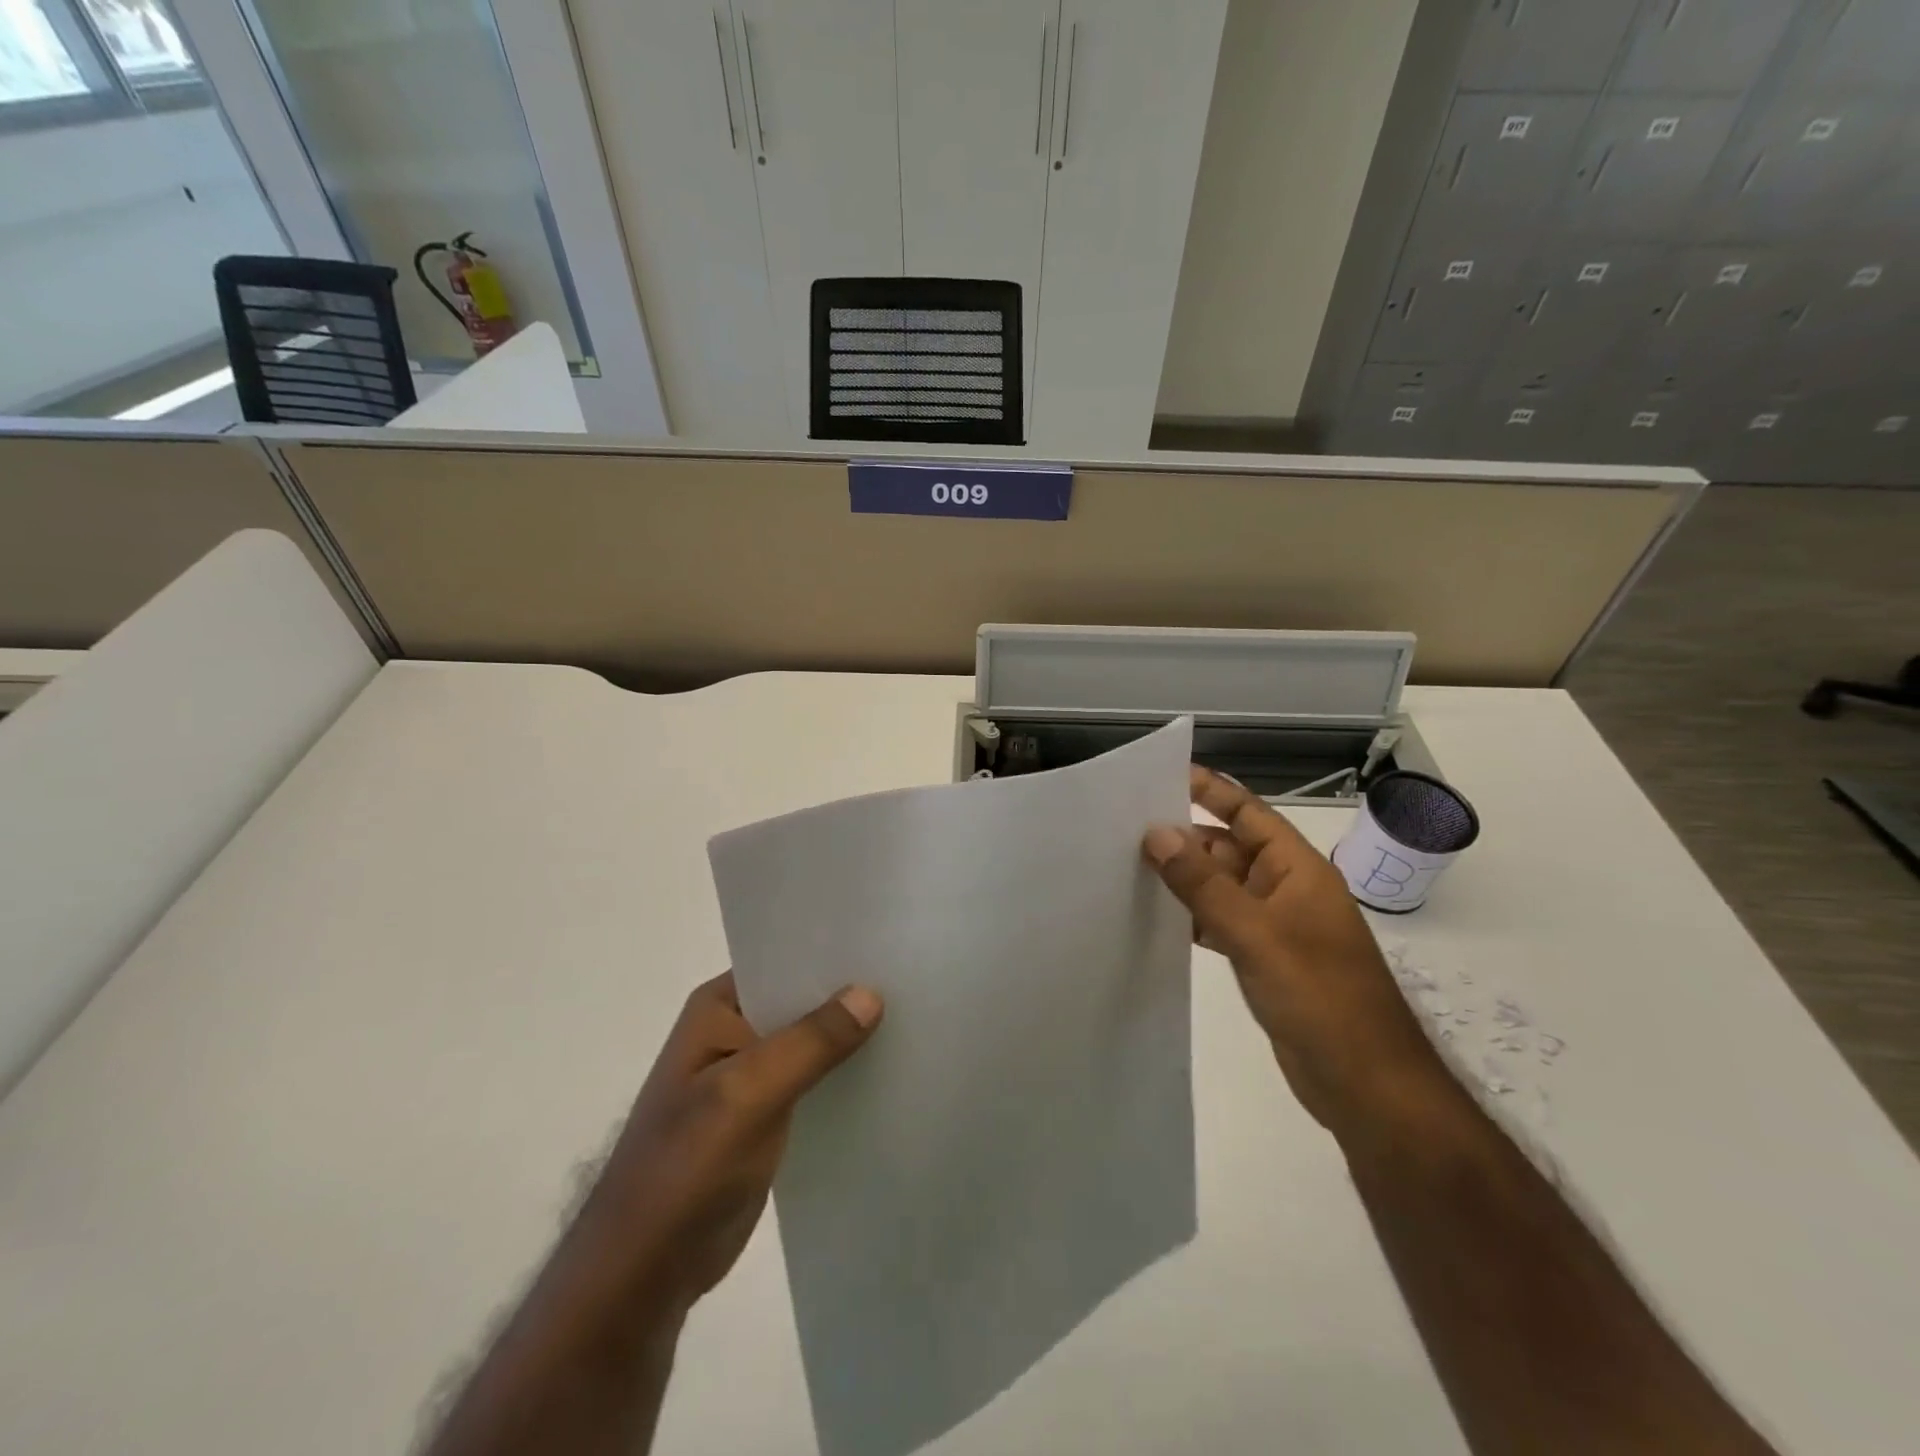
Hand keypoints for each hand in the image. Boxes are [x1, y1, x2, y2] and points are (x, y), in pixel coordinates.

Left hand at [586, 973, 883, 1311]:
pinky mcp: (766, 1113)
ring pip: (812, 1040)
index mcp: (719, 1007)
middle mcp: (734, 1029)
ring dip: (850, 1036)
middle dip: (850, 994)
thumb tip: (871, 992)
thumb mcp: (747, 1094)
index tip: (889, 946)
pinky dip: (843, 1074)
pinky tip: (888, 1070)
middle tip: (914, 980)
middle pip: (803, 998)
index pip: (785, 961)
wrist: (645, 1274)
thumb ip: (810, 1043)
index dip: (834, 953)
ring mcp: (750, 1074)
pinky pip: (814, 1079)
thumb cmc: (685, 1170)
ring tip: (915, 1018)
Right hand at [1143, 766, 1449, 1146]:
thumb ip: (1204, 884)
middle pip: (1230, 848)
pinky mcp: (1264, 960)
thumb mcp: (1256, 934)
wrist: (1367, 1085)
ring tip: (1129, 866)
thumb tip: (1156, 833)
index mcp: (1297, 870)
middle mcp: (1287, 890)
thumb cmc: (1320, 997)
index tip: (1165, 773)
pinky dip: (1192, 916)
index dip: (1211, 790)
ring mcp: (1276, 927)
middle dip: (1185, 836)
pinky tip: (1157, 918)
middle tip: (1126, 827)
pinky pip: (1221, 923)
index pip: (1250, 813)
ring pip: (1222, 887)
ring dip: (1185, 878)